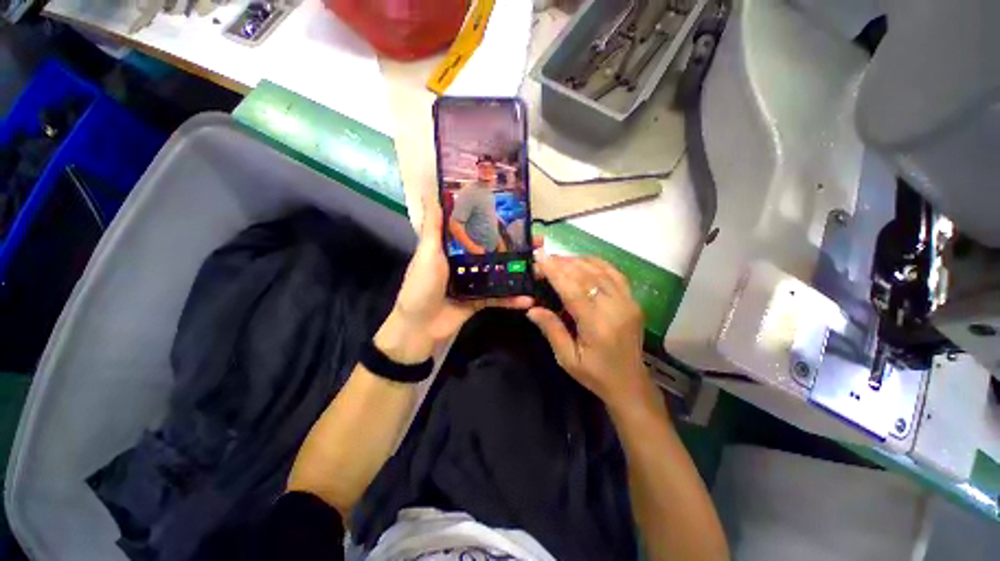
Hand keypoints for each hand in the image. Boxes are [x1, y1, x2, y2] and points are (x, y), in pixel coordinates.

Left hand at [375, 194, 532, 363]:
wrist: (419, 328)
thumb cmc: (422, 286)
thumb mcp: (427, 253)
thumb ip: (433, 226)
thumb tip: (429, 191)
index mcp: (452, 248)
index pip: (476, 229)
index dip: (494, 221)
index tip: (514, 213)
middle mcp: (465, 262)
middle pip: (493, 251)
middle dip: (514, 245)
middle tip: (536, 240)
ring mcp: (473, 282)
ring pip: (499, 273)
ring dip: (518, 270)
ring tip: (540, 265)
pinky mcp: (479, 301)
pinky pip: (498, 298)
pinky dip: (511, 299)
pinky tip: (528, 298)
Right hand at [527, 256, 652, 408]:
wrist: (630, 383)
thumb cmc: (595, 375)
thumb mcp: (567, 358)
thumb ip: (551, 330)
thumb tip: (532, 308)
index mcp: (597, 326)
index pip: (573, 290)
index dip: (555, 272)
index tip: (539, 257)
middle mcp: (616, 309)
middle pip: (587, 276)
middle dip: (563, 263)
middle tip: (544, 258)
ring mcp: (629, 303)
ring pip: (601, 270)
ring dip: (578, 261)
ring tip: (559, 259)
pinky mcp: (633, 301)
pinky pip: (615, 273)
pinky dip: (597, 263)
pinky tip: (582, 262)